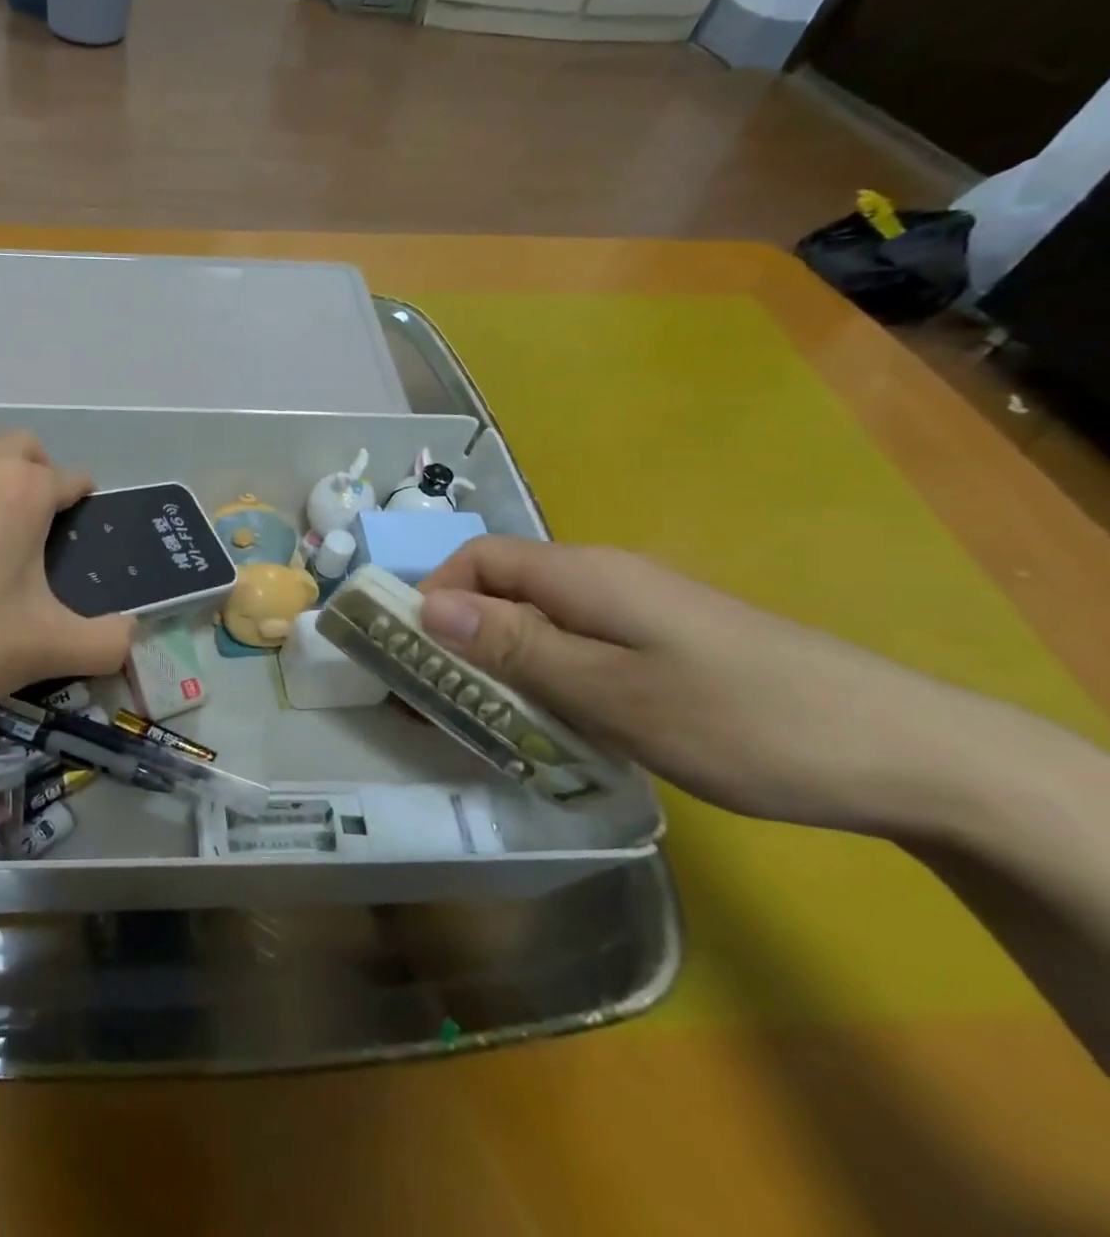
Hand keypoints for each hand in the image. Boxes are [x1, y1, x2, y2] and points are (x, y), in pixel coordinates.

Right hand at [418, 536, 1003, 833]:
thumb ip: (515, 646)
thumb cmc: (739, 718)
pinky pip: (574, 648)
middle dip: (456, 638)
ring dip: (497, 665)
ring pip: (536, 623)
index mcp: (582, 575)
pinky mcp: (659, 645)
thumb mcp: (609, 690)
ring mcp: (635, 612)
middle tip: (437, 704)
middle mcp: (601, 579)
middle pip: (501, 589)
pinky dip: (542, 679)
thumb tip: (428, 605)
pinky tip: (552, 726)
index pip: (478, 560)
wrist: (903, 753)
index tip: (409, 657)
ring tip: (484, 723)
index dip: (432, 597)